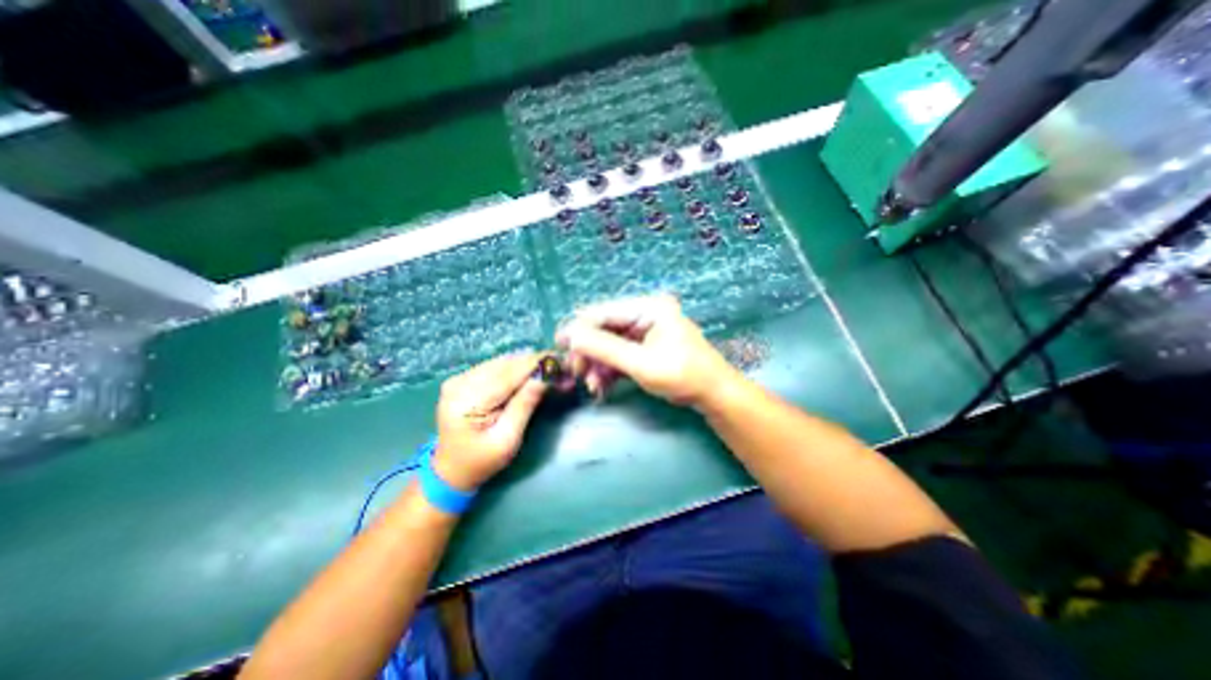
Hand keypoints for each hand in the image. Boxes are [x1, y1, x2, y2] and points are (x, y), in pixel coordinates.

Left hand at [436, 354, 549, 490]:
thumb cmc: (481, 462)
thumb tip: (545, 377)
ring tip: (549, 370)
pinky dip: (514, 368)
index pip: (508, 375)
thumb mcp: (507, 440)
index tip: (560, 359)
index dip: (536, 365)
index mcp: (466, 401)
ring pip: (501, 362)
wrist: (451, 470)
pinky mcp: (462, 380)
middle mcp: (459, 384)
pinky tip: (530, 373)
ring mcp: (458, 379)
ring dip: (526, 364)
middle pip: (504, 364)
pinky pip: (494, 367)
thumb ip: (524, 406)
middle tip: (560, 367)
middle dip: (534, 364)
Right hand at [554, 291, 736, 409]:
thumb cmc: (683, 375)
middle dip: (589, 352)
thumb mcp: (641, 363)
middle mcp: (645, 314)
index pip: (605, 313)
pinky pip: (619, 355)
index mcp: (649, 307)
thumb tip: (570, 334)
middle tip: (576, 373)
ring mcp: (645, 331)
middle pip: (605, 329)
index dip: (579, 328)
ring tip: (591, 387)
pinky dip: (608, 370)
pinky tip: (601, 387)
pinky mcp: (645, 347)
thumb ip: (605, 348)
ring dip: (597, 365)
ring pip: (609, 344)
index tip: (558, 345)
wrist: (713, 395)